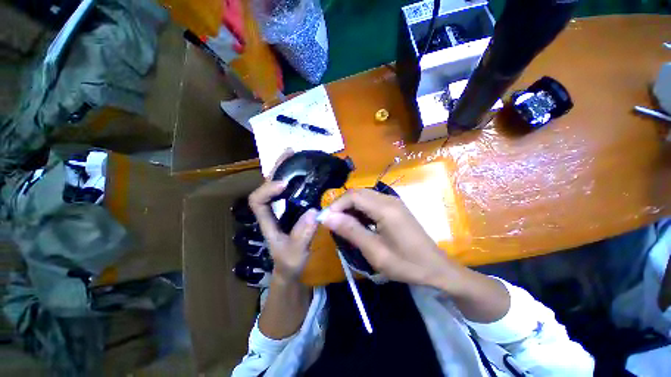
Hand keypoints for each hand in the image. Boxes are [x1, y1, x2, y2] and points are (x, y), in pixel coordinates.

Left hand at [249, 152, 317, 282]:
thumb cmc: (289, 262)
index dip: (267, 189)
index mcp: (267, 221)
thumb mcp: (295, 253)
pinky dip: (294, 178)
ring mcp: (281, 208)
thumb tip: (313, 212)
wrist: (290, 267)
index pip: (257, 200)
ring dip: (285, 169)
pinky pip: (289, 190)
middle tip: (290, 153)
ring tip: (296, 156)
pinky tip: (305, 173)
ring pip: (277, 185)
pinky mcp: (290, 208)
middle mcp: (271, 210)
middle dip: (276, 168)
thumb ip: (303, 236)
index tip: (285, 184)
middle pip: (266, 185)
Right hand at [319, 189, 463, 291]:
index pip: (353, 195)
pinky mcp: (395, 207)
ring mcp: (393, 202)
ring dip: (351, 208)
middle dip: (342, 205)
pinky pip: (372, 202)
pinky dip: (360, 210)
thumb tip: (328, 217)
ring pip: (364, 196)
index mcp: (385, 208)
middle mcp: (389, 199)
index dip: (336, 205)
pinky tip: (359, 224)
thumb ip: (351, 231)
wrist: (436, 268)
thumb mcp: (375, 251)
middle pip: (358, 193)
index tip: (326, 221)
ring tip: (344, 225)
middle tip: (333, 223)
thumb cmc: (406, 264)